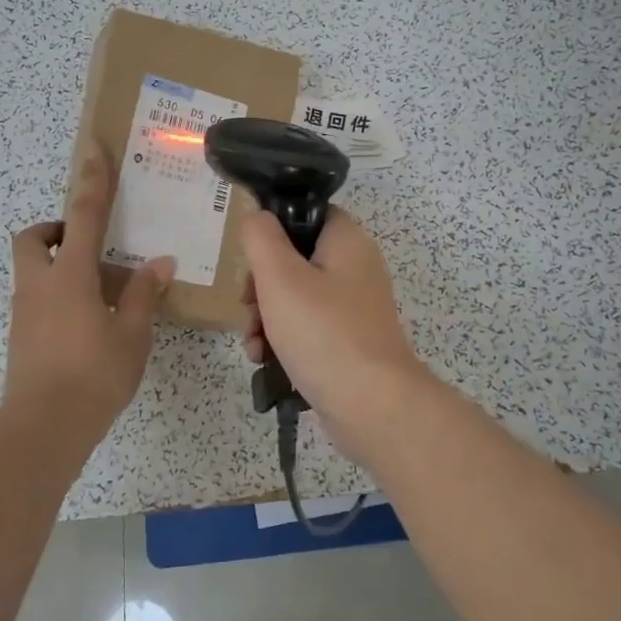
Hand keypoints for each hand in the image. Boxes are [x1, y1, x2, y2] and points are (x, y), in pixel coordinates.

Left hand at [4, 145, 174, 432]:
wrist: (43, 429)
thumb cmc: (93, 376)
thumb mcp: (132, 335)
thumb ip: (143, 295)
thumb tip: (159, 263)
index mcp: (70, 276)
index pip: (82, 215)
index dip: (91, 179)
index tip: (92, 149)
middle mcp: (39, 285)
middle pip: (33, 238)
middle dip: (54, 229)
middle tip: (87, 244)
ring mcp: (24, 312)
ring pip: (32, 270)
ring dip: (58, 266)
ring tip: (100, 291)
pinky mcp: (20, 336)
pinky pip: (36, 299)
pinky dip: (58, 296)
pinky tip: (88, 323)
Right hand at [240, 207, 430, 460]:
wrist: (372, 406)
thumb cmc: (323, 332)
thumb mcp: (280, 277)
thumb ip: (261, 238)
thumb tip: (258, 217)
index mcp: (346, 241)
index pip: (306, 214)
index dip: (274, 230)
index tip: (251, 257)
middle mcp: (354, 268)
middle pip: (294, 259)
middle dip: (261, 285)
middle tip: (248, 305)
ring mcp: (353, 308)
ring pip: (295, 297)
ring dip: (265, 316)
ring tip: (254, 342)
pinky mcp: (347, 341)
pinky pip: (307, 328)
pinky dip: (283, 340)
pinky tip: (264, 360)